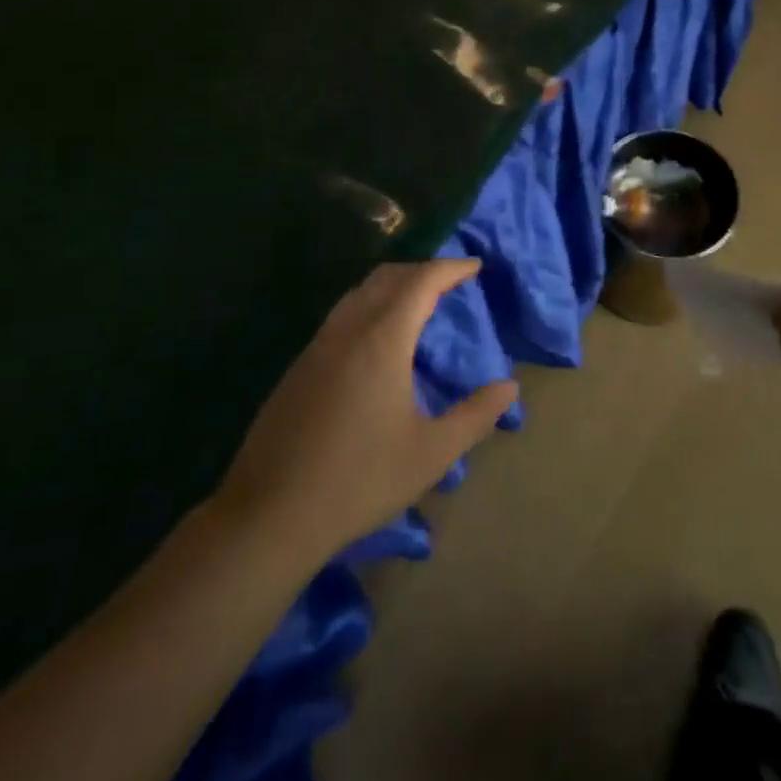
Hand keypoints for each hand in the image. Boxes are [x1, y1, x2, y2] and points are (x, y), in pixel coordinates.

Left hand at [213, 260, 517, 562]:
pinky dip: (369, 305)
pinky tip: (377, 339)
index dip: (450, 268)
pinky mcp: (299, 365)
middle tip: (451, 282)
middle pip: (387, 277)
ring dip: (393, 285)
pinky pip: (341, 314)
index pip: (421, 282)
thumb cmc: (359, 480)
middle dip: (422, 270)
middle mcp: (348, 329)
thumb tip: (509, 387)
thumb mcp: (431, 453)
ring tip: (418, 302)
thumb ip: (475, 416)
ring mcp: (318, 345)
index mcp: (382, 339)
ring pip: (359, 293)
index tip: (475, 266)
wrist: (270, 514)